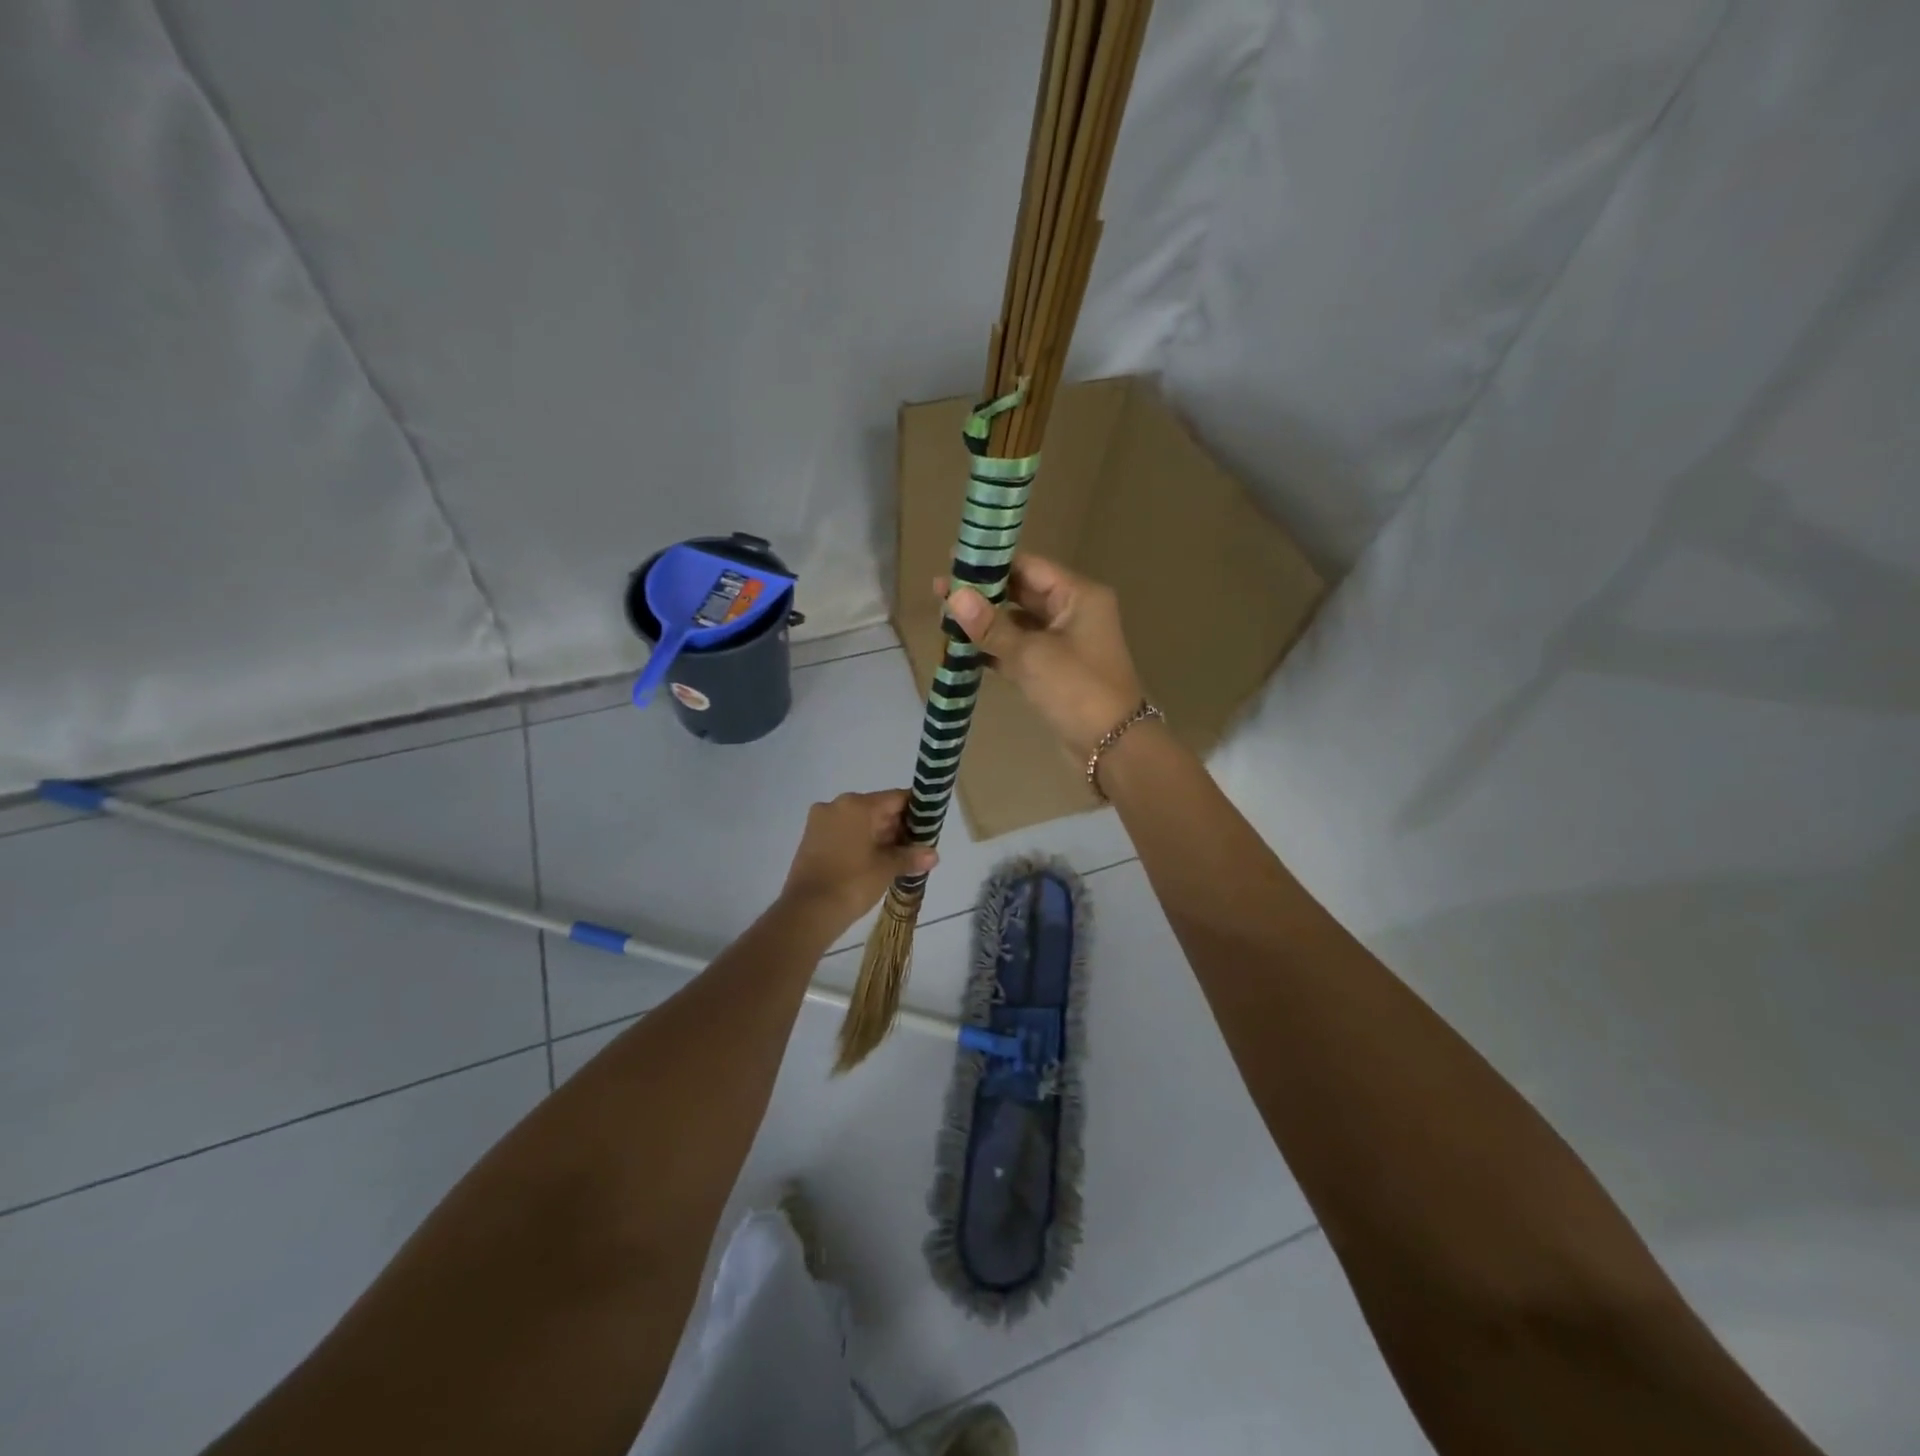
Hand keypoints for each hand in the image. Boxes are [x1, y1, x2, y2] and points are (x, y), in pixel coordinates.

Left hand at [780, 790, 937, 932]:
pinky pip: (843, 833)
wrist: (807, 912)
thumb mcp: (886, 868)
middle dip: (897, 826)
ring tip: (900, 856)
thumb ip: (911, 856)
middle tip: (917, 846)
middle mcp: (836, 805)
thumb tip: (934, 855)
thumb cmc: (852, 883)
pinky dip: (860, 842)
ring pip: (859, 822)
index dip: (916, 810)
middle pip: (876, 808)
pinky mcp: (811, 839)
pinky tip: (875, 860)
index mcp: (856, 805)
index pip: (896, 798)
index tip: (930, 825)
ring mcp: (820, 822)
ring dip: (879, 836)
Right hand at [942, 555, 1145, 759]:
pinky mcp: (1055, 671)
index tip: (951, 563)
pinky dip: (996, 650)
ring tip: (945, 620)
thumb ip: (991, 625)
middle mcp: (1073, 612)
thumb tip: (953, 595)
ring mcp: (1065, 643)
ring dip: (986, 623)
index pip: (1029, 567)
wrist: (1112, 747)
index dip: (990, 564)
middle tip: (939, 592)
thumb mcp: (1031, 655)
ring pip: (1019, 624)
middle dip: (983, 594)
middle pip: (1022, 593)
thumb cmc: (1077, 690)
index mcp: (1078, 596)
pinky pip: (1020, 650)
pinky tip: (963, 650)